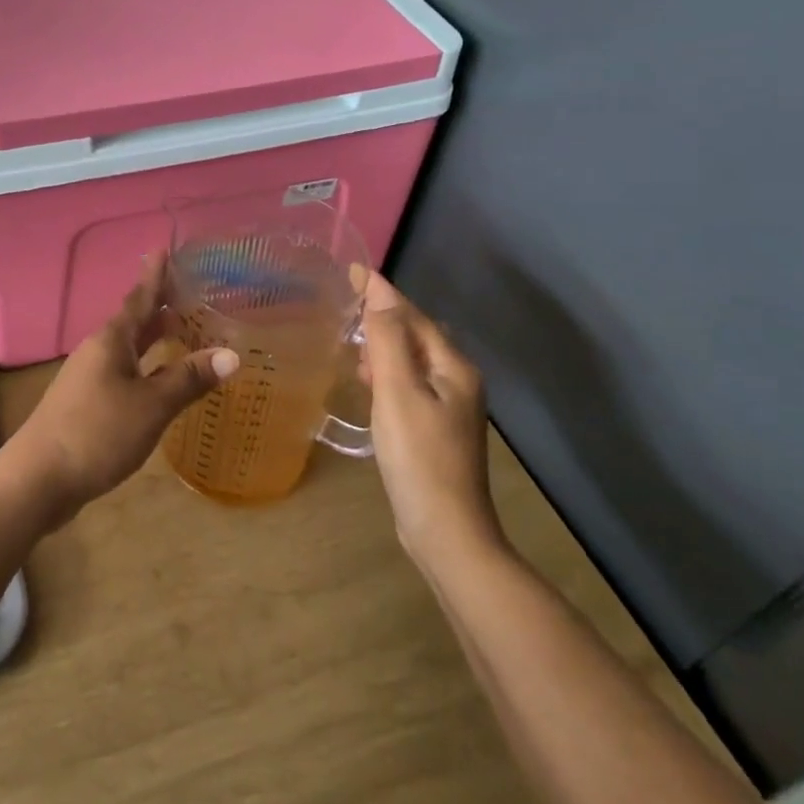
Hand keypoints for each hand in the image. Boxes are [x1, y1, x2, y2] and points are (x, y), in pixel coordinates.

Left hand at [4, 257, 237, 523]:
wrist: (38, 478)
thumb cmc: (97, 432)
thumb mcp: (151, 406)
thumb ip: (189, 379)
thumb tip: (231, 354)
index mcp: (112, 340)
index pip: (140, 298)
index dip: (155, 275)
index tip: (164, 249)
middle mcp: (98, 351)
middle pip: (134, 321)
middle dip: (159, 307)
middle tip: (188, 293)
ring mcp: (89, 378)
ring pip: (128, 349)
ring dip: (153, 339)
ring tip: (180, 332)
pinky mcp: (86, 404)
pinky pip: (123, 372)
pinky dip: (145, 368)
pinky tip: (158, 383)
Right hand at [360, 271, 501, 563]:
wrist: (447, 533)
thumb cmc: (419, 457)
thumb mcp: (398, 393)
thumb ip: (389, 340)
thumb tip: (380, 293)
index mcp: (453, 367)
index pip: (413, 316)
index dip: (382, 291)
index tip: (351, 270)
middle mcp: (458, 381)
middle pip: (417, 335)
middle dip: (383, 316)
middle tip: (344, 306)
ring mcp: (451, 409)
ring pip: (413, 361)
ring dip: (384, 345)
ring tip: (351, 342)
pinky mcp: (437, 431)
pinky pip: (409, 385)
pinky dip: (387, 373)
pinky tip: (368, 383)